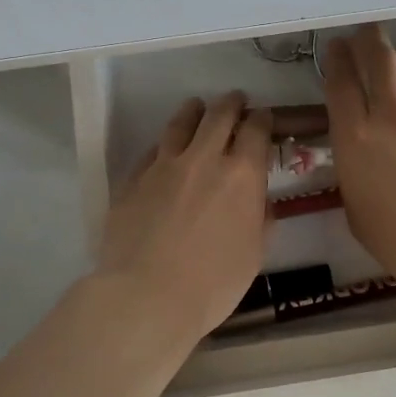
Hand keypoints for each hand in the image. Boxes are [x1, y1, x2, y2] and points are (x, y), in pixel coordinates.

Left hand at [97, 92, 272, 344]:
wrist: (146, 296)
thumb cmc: (213, 284)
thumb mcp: (254, 254)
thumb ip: (259, 219)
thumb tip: (258, 201)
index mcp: (242, 175)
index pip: (256, 130)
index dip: (262, 120)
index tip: (262, 118)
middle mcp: (204, 159)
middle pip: (219, 116)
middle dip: (231, 104)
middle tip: (235, 100)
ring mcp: (163, 166)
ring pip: (181, 124)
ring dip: (194, 111)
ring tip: (197, 107)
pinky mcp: (133, 179)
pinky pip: (152, 151)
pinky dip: (165, 145)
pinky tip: (165, 149)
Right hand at [325, 25, 395, 293]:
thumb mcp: (358, 213)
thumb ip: (355, 180)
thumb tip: (361, 166)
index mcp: (355, 139)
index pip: (341, 86)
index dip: (336, 61)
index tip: (335, 46)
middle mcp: (389, 118)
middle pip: (381, 64)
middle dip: (370, 41)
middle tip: (367, 29)